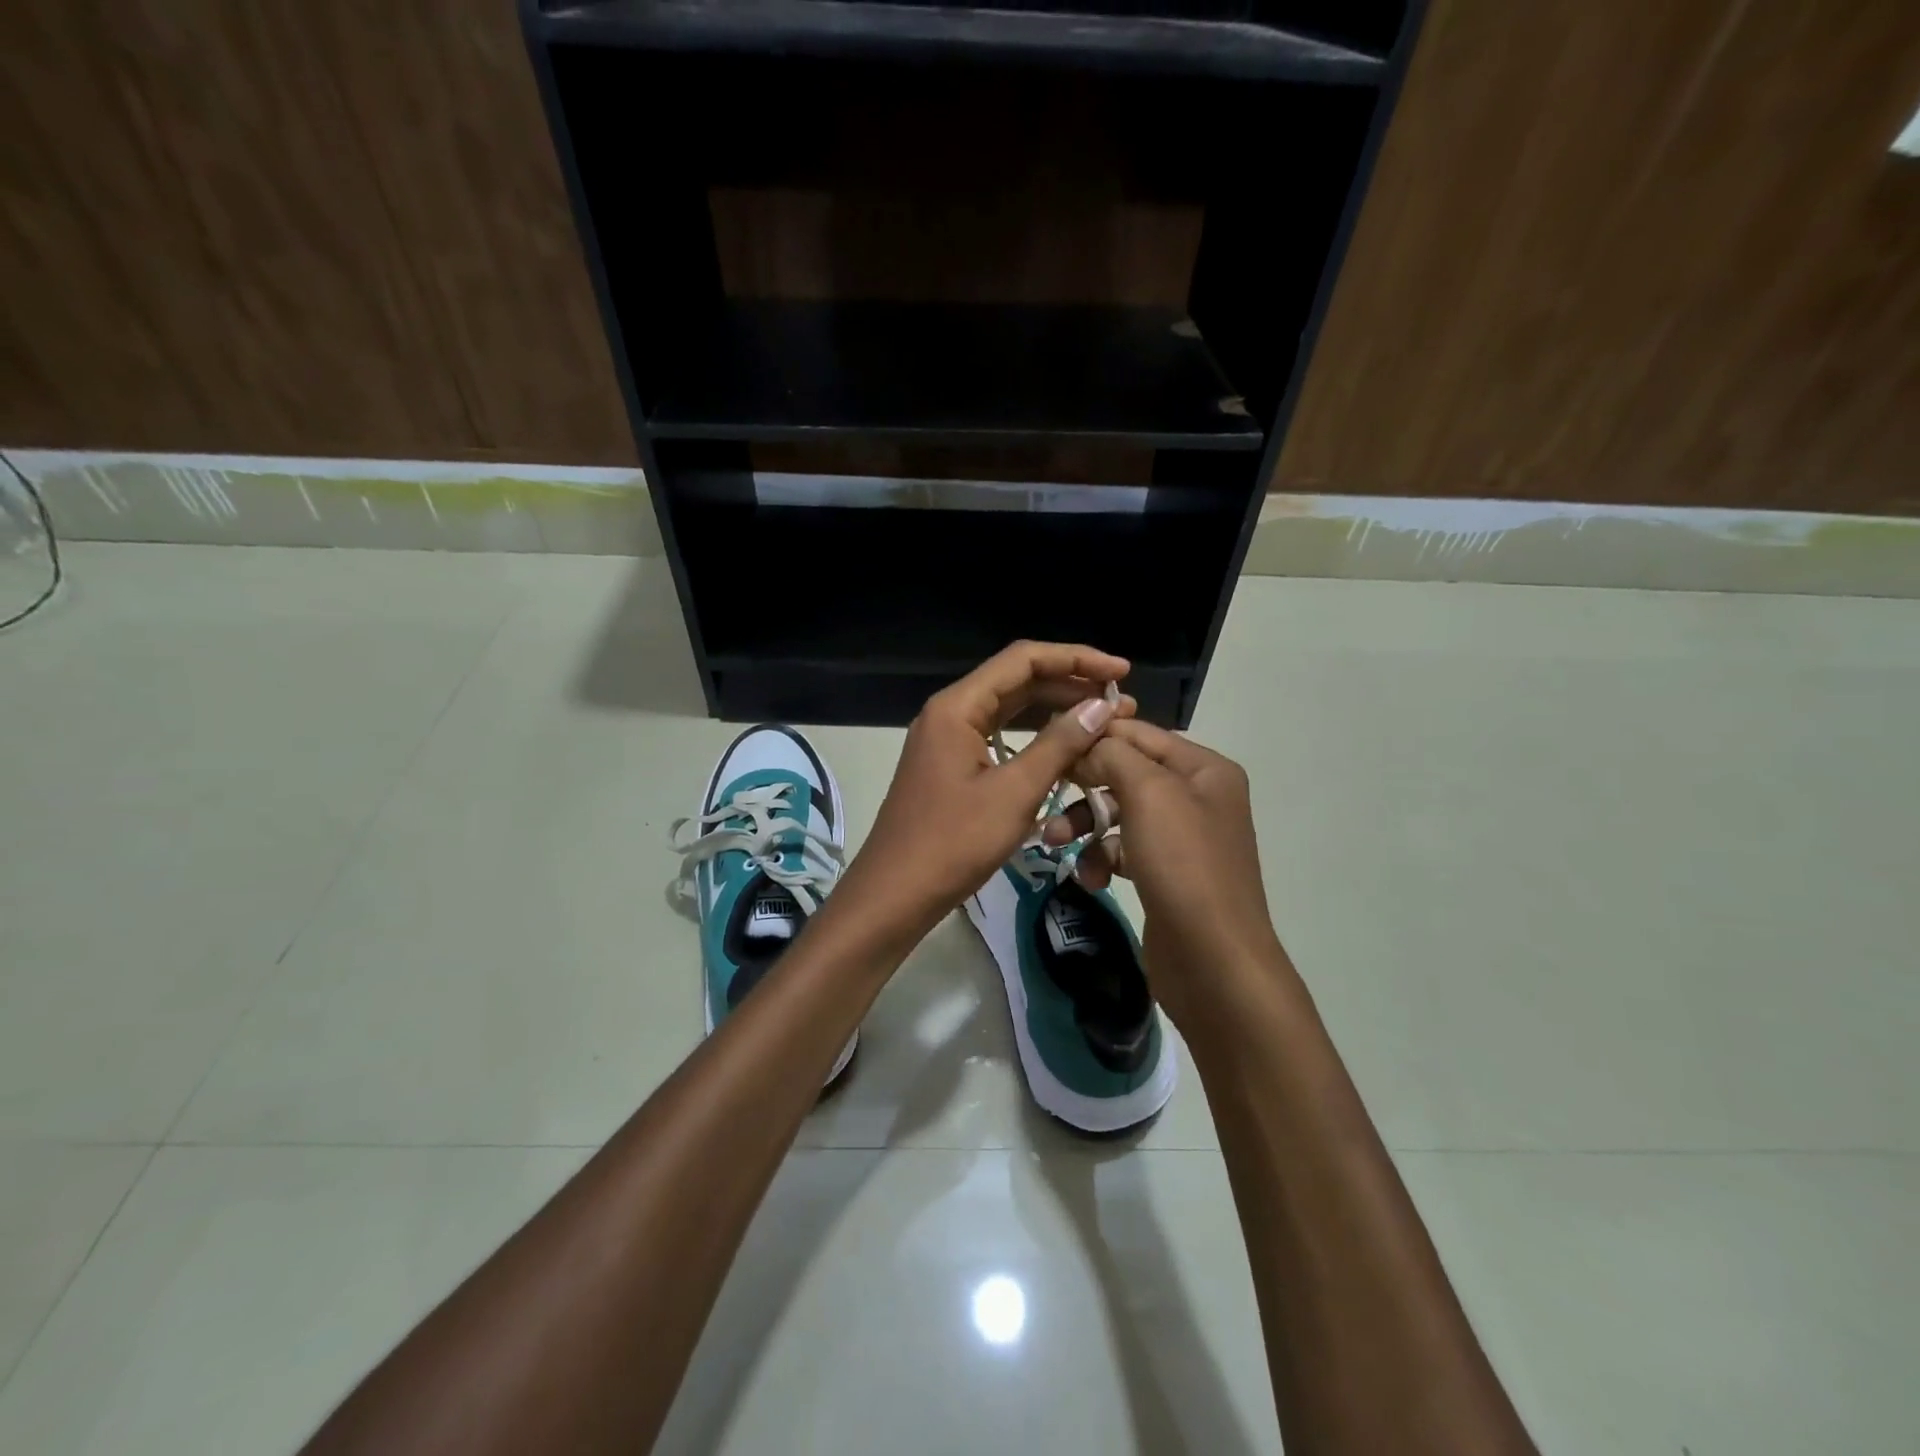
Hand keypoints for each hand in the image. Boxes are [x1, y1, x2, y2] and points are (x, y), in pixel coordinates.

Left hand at [839, 641, 1134, 934]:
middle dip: (1069, 685)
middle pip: (1017, 680)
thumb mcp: (1014, 793)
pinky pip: (998, 735)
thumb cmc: (953, 843)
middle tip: (1119, 702)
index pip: (1024, 659)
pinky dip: (1033, 737)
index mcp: (958, 706)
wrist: (895, 894)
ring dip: (1054, 710)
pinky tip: (1064, 749)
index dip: (1076, 658)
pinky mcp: (950, 764)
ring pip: (1008, 709)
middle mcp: (950, 712)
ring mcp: (947, 739)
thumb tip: (1100, 706)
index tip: (1120, 673)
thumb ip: (1059, 744)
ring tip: (1101, 721)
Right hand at [1042, 719, 1284, 1030]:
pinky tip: (1091, 879)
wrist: (1213, 961)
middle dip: (1083, 787)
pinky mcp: (1165, 873)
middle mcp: (1196, 796)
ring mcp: (1181, 838)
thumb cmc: (1184, 865)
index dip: (1095, 735)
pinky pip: (1122, 850)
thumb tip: (1088, 741)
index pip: (1139, 733)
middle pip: (1125, 773)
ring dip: (1084, 826)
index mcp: (1204, 769)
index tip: (1049, 745)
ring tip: (1054, 844)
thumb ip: (1114, 755)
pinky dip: (1101, 859)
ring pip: (1118, 814)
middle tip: (1046, 796)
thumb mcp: (1149, 794)